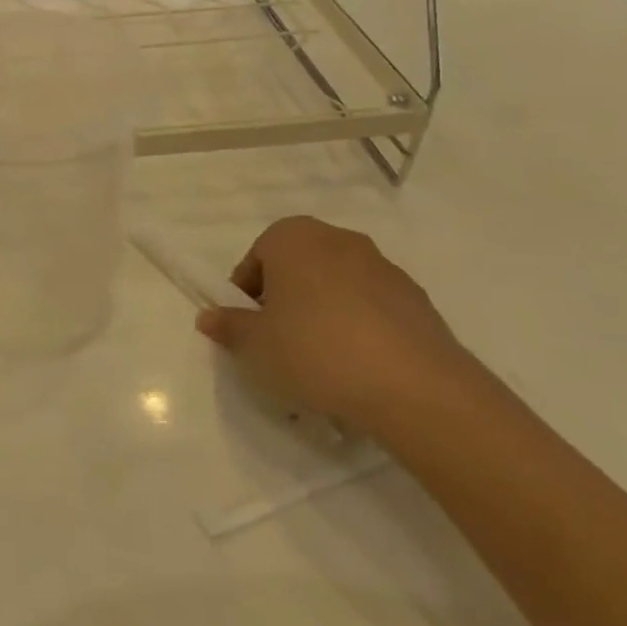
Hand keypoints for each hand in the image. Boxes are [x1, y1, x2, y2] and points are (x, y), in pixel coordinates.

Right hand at [195, 216, 496, 443]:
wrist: (414, 386)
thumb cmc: (314, 350)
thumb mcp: (254, 344)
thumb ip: (228, 326)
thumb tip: (209, 317)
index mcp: (295, 238)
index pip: (257, 255)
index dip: (246, 291)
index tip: (248, 325)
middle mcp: (340, 240)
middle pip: (298, 266)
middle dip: (285, 298)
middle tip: (278, 339)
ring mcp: (385, 268)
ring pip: (337, 286)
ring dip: (322, 312)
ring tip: (319, 360)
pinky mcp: (417, 300)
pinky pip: (371, 308)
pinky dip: (358, 328)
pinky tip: (356, 367)